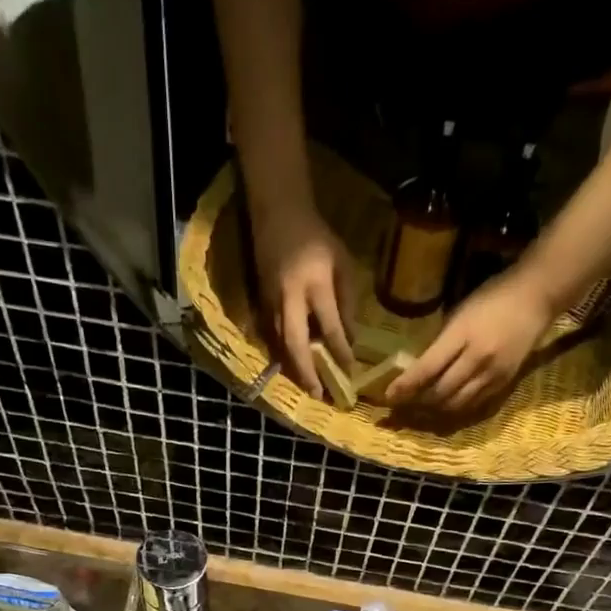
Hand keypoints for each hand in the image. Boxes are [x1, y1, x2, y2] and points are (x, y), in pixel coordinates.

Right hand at [252, 203, 356, 397]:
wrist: (277, 214)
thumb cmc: (317, 238)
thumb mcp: (342, 262)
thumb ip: (347, 300)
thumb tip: (350, 339)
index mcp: (315, 284)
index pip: (329, 326)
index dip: (340, 351)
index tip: (350, 372)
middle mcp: (290, 298)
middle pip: (297, 344)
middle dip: (308, 373)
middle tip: (319, 395)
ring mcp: (271, 303)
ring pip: (280, 345)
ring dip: (294, 370)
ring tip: (308, 390)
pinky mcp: (260, 305)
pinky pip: (271, 338)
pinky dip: (283, 357)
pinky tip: (293, 371)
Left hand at [387, 267, 556, 414]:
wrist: (538, 297)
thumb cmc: (493, 297)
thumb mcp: (460, 313)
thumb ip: (440, 343)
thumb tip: (417, 369)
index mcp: (463, 335)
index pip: (428, 368)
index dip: (406, 386)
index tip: (388, 396)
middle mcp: (478, 359)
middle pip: (440, 393)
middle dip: (417, 402)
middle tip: (401, 405)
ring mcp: (493, 374)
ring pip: (456, 404)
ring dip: (434, 410)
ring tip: (418, 409)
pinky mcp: (503, 383)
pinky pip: (473, 405)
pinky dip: (454, 409)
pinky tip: (442, 408)